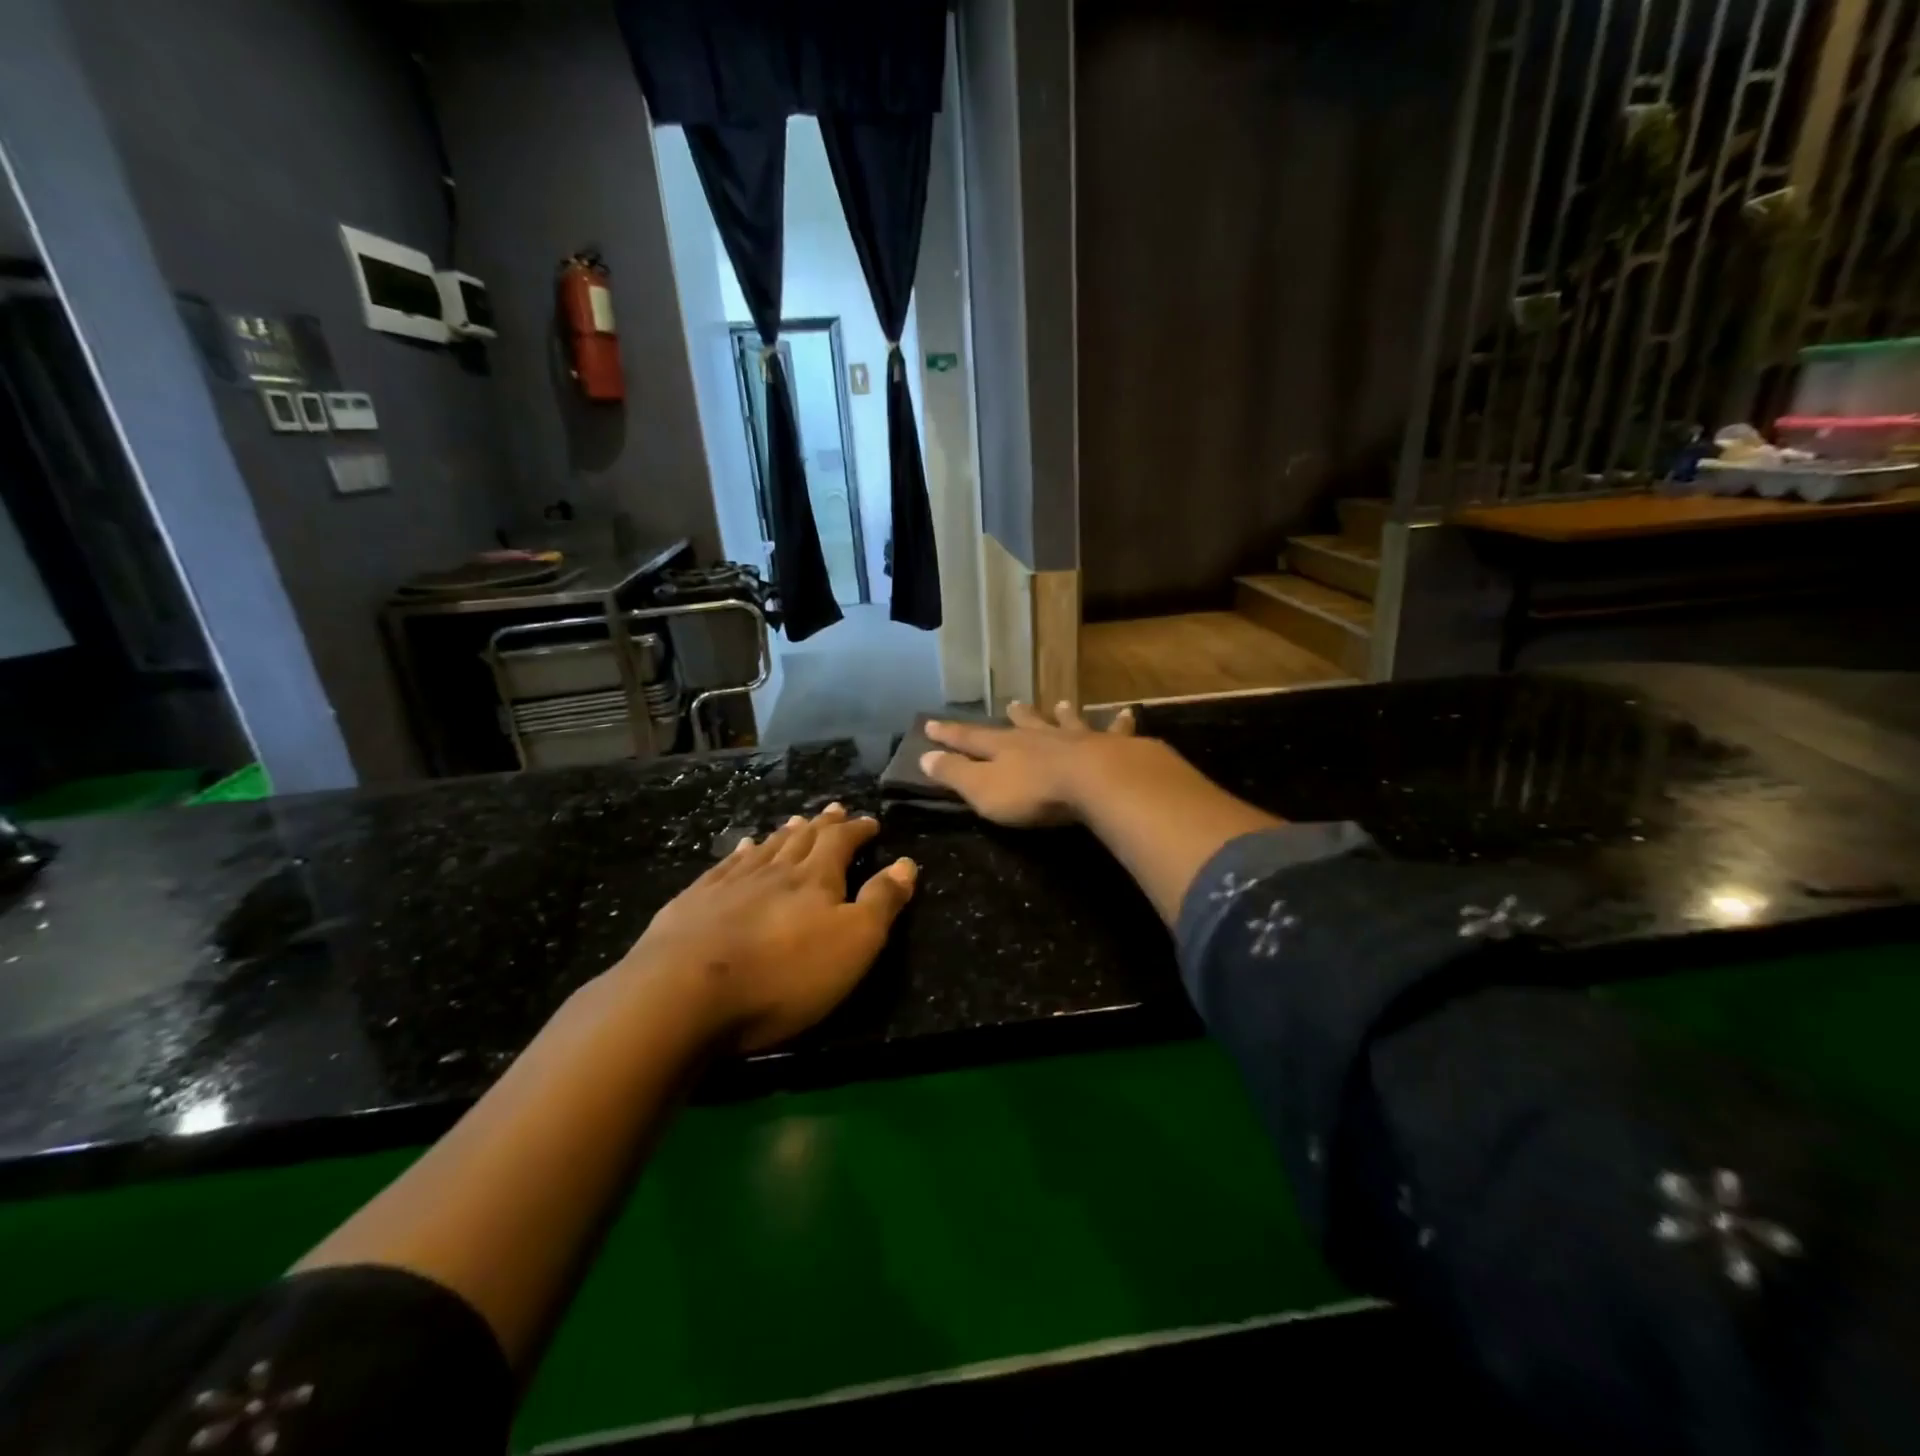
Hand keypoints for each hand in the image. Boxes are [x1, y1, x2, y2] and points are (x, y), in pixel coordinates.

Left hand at [626, 804, 915, 1051]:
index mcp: (815, 879)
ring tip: (796, 821)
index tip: (870, 821)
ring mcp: (730, 883)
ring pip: (766, 848)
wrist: (684, 992)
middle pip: (803, 839)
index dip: (858, 830)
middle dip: (823, 824)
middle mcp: (774, 870)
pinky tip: (743, 847)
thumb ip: (882, 902)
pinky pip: (726, 865)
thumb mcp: (854, 943)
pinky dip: (741, 852)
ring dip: (785, 833)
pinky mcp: (694, 902)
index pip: (842, 842)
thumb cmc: (784, 974)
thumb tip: (906, 863)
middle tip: (835, 809)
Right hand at [919, 701, 1146, 826]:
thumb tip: (924, 756)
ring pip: (1065, 722)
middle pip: (1023, 724)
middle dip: (1015, 716)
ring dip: (1061, 714)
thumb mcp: (983, 789)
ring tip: (1060, 703)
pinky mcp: (1111, 746)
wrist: (1094, 781)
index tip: (931, 724)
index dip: (949, 734)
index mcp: (1005, 747)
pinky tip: (1127, 713)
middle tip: (1011, 703)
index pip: (970, 738)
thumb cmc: (1033, 792)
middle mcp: (1039, 736)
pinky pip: (1115, 731)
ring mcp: (1076, 738)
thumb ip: (955, 774)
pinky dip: (1120, 722)